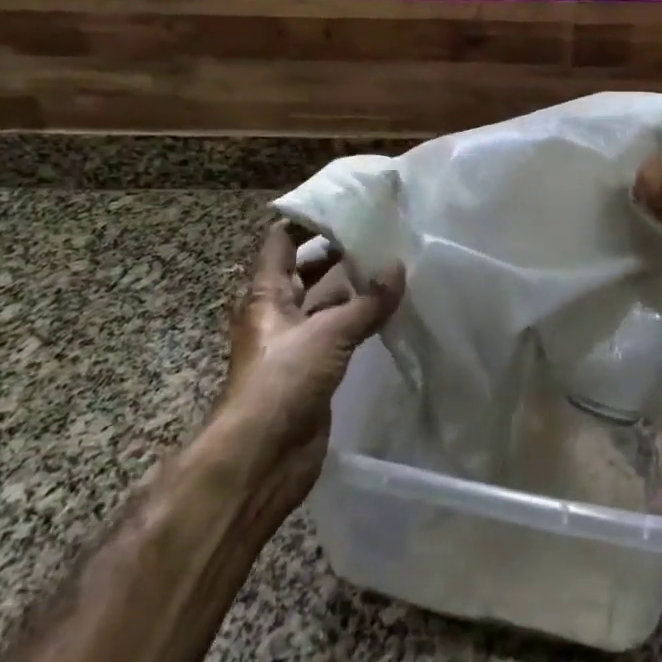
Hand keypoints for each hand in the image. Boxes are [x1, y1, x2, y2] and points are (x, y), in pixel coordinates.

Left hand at [218, 223, 402, 490]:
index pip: (282, 241)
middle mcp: (278, 313)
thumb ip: (367, 302)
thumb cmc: (283, 380)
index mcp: (267, 294)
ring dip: (351, 288)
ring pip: (324, 303)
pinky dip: (359, 321)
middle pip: (305, 270)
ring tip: (391, 266)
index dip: (307, 220)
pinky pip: (338, 335)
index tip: (344, 204)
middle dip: (337, 253)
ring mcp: (295, 343)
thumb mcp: (328, 333)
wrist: (262, 457)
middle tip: (379, 233)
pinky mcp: (312, 371)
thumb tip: (399, 267)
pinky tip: (389, 312)